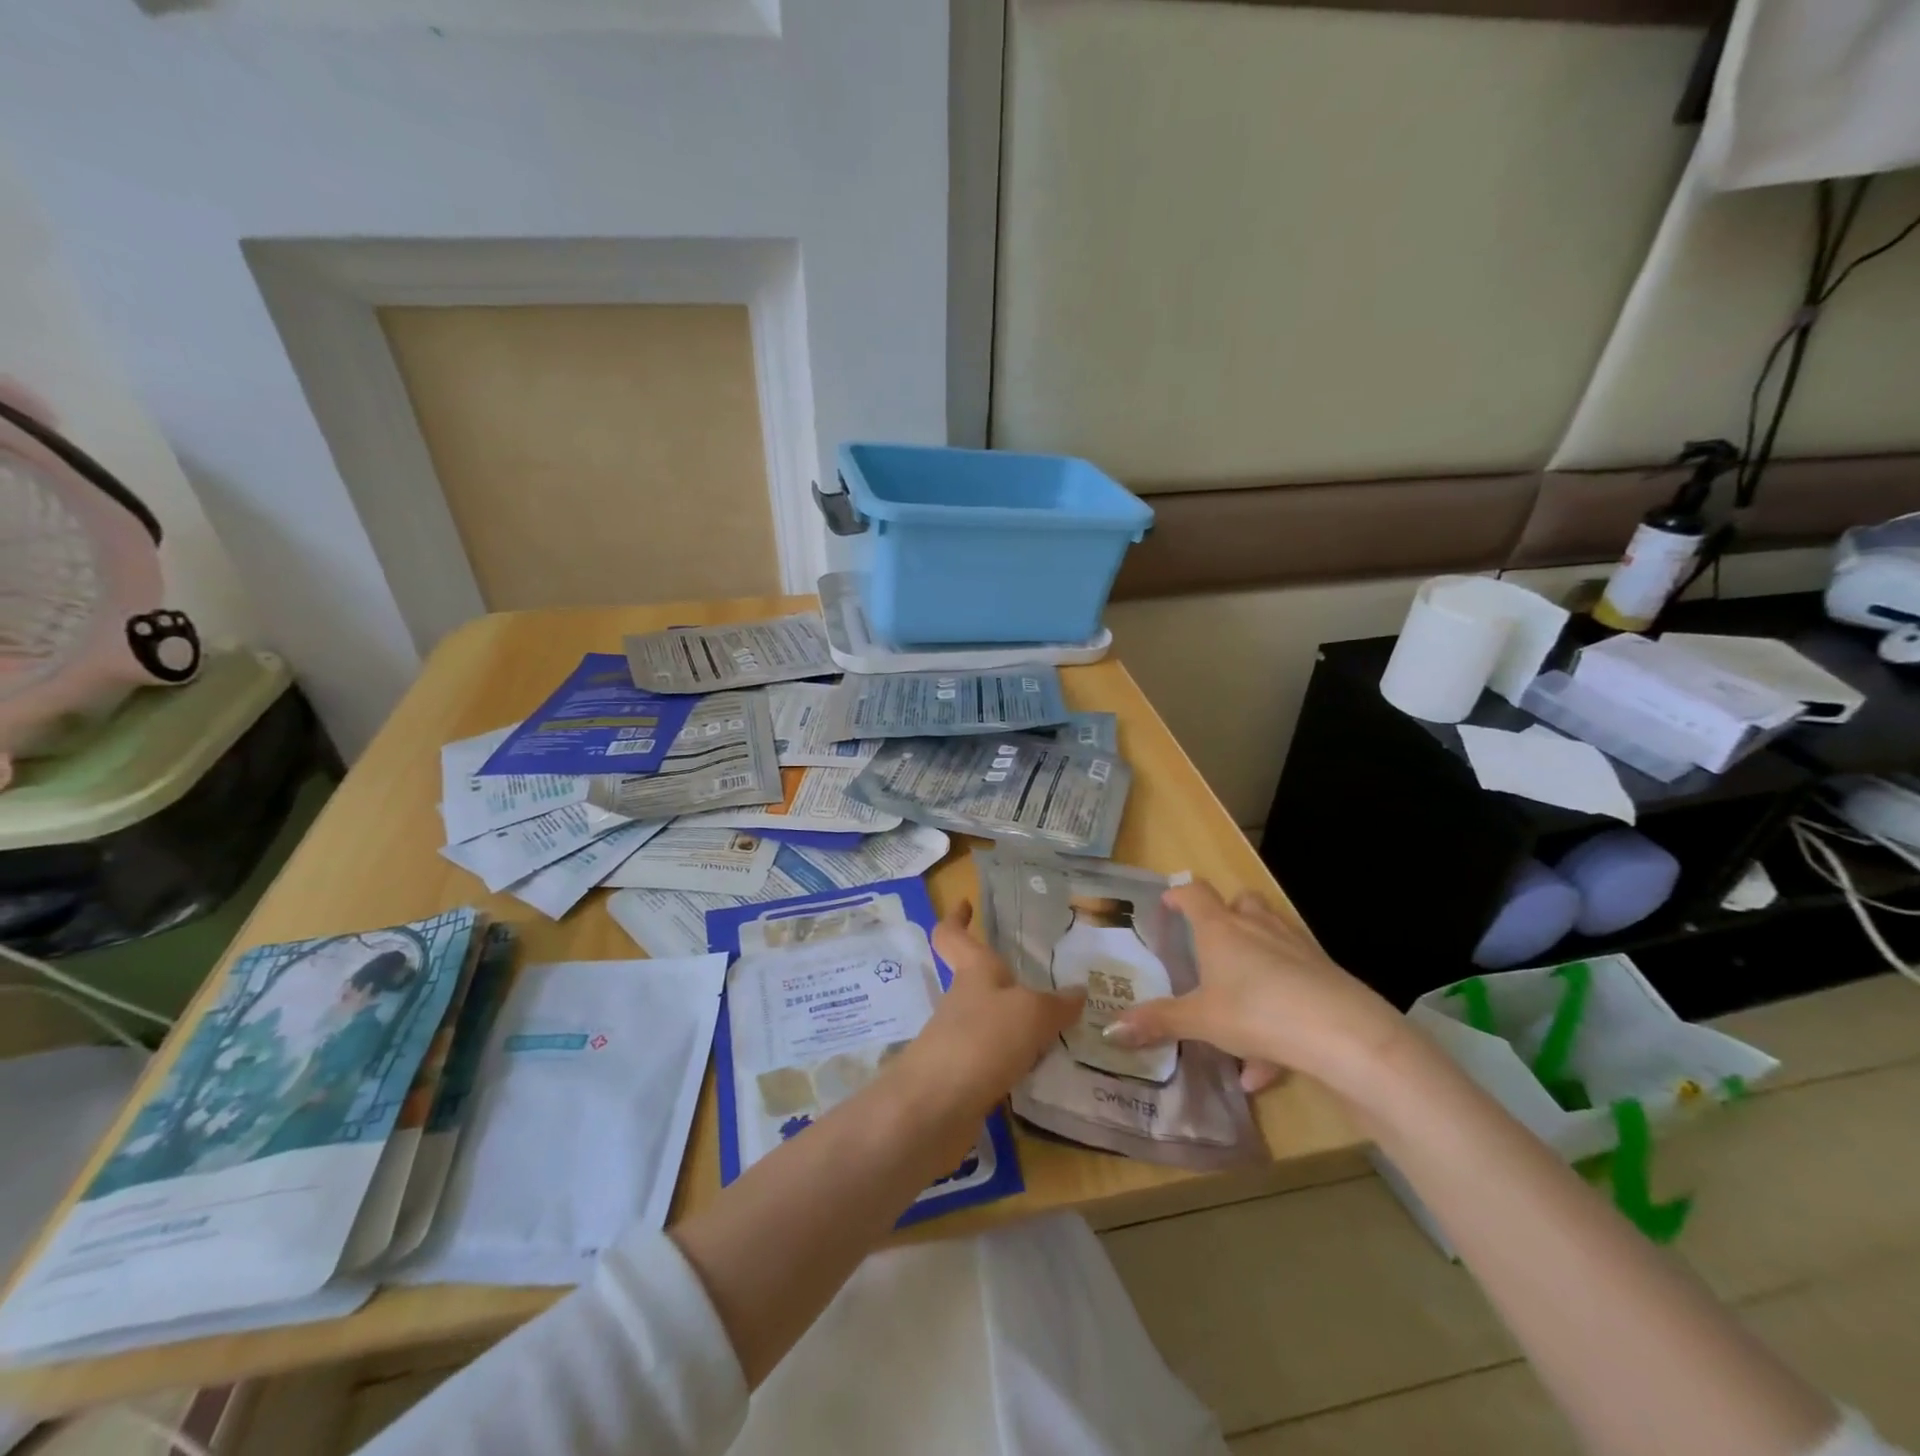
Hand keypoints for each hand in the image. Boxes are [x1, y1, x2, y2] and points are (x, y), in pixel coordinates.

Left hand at [888, 902, 1083, 1127]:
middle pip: (976, 980)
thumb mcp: (1031, 1013)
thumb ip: (1056, 1004)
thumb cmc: (981, 1040)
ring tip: (1058, 1025)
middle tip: (1044, 977)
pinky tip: (1042, 1068)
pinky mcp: (963, 1079)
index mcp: (973, 972)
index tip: (964, 903)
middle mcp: (962, 1001)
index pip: (952, 935)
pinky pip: (995, 1058)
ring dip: (1015, 1021)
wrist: (935, 1109)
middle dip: (1004, 978)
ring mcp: (959, 1041)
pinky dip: (1016, 1059)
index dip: (955, 917)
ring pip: (989, 1020)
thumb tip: (1078, 992)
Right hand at [1104, 880, 1405, 1095]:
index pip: (1195, 894)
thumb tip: (1109, 1030)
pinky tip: (1266, 1068)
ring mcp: (1296, 948)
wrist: (1342, 1034)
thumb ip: (1157, 1022)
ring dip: (1256, 961)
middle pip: (1243, 902)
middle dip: (1228, 914)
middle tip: (1212, 941)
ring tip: (1237, 1010)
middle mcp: (1258, 928)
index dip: (1179, 894)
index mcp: (1221, 929)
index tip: (1168, 901)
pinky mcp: (1326, 976)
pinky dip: (1278, 1016)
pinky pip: (1293, 987)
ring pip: (1272, 938)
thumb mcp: (1200, 1020)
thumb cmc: (1256, 1012)